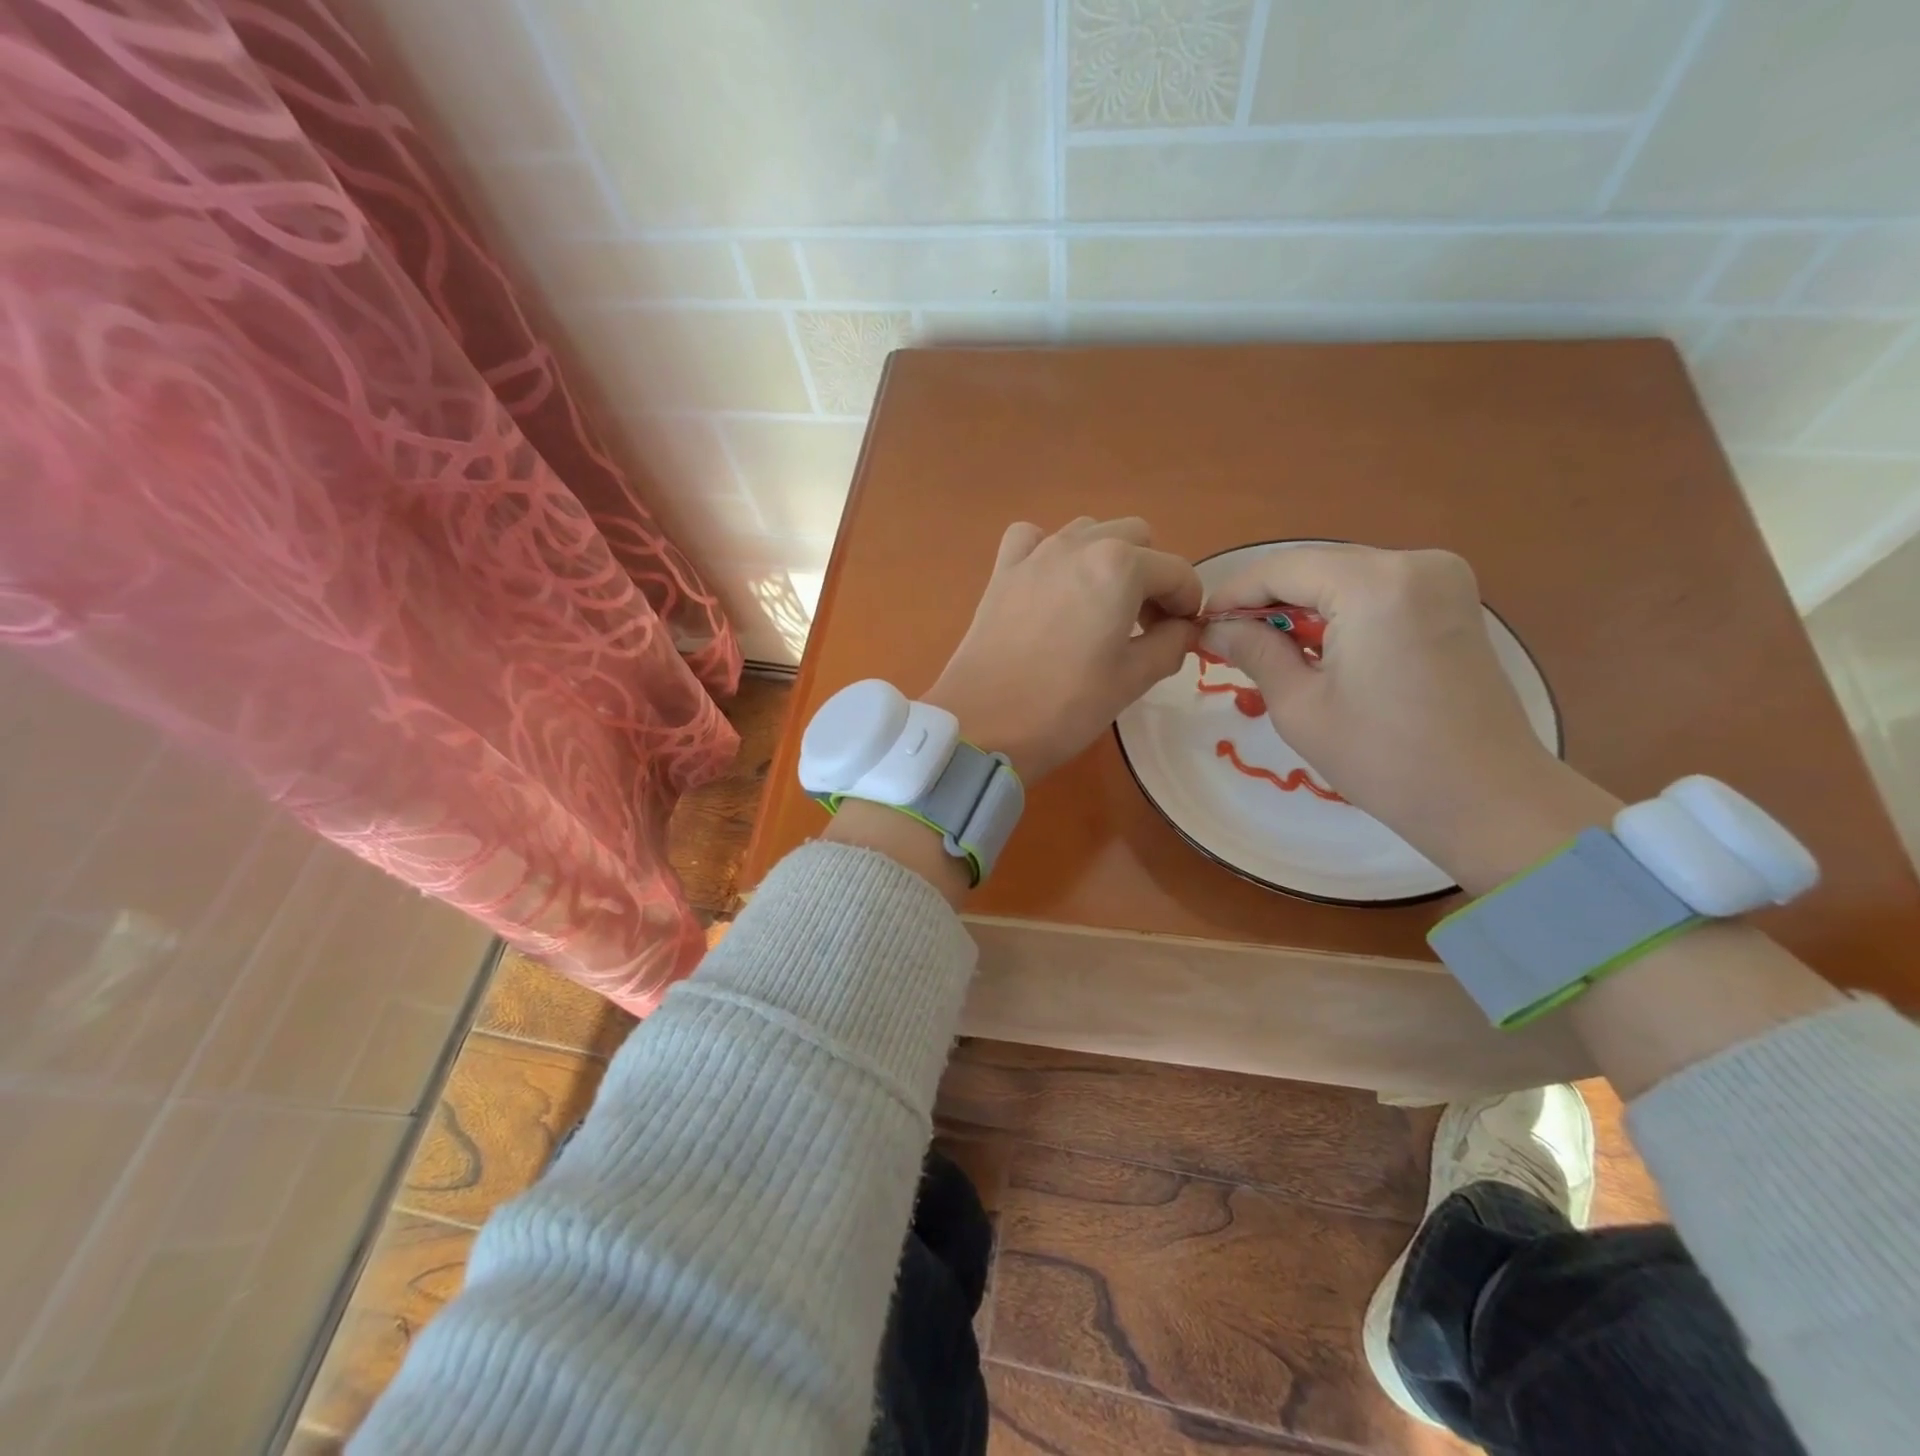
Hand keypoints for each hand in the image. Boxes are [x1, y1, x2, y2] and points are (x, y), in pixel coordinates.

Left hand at [924, 518, 1202, 782]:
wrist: (983, 724)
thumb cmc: (1065, 706)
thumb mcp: (1132, 680)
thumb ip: (1170, 644)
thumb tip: (1183, 629)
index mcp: (1120, 567)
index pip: (1177, 571)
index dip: (1188, 603)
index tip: (1182, 634)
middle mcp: (1079, 545)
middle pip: (1136, 538)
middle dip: (1151, 575)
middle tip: (1144, 623)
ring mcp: (1035, 553)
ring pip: (1088, 531)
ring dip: (1107, 559)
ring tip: (1101, 606)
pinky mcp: (1002, 571)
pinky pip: (1033, 538)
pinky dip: (1050, 551)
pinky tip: (1052, 586)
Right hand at [1202, 544, 1618, 891]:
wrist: (1487, 800)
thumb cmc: (1383, 758)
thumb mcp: (1300, 705)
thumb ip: (1254, 651)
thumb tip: (1213, 628)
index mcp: (1375, 584)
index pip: (1283, 567)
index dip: (1234, 594)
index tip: (1201, 624)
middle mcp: (1415, 563)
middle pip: (1316, 566)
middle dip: (1267, 599)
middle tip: (1226, 639)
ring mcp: (1443, 578)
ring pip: (1344, 576)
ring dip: (1301, 606)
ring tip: (1265, 647)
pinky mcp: (1454, 601)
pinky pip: (1377, 590)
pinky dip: (1339, 611)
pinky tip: (1316, 646)